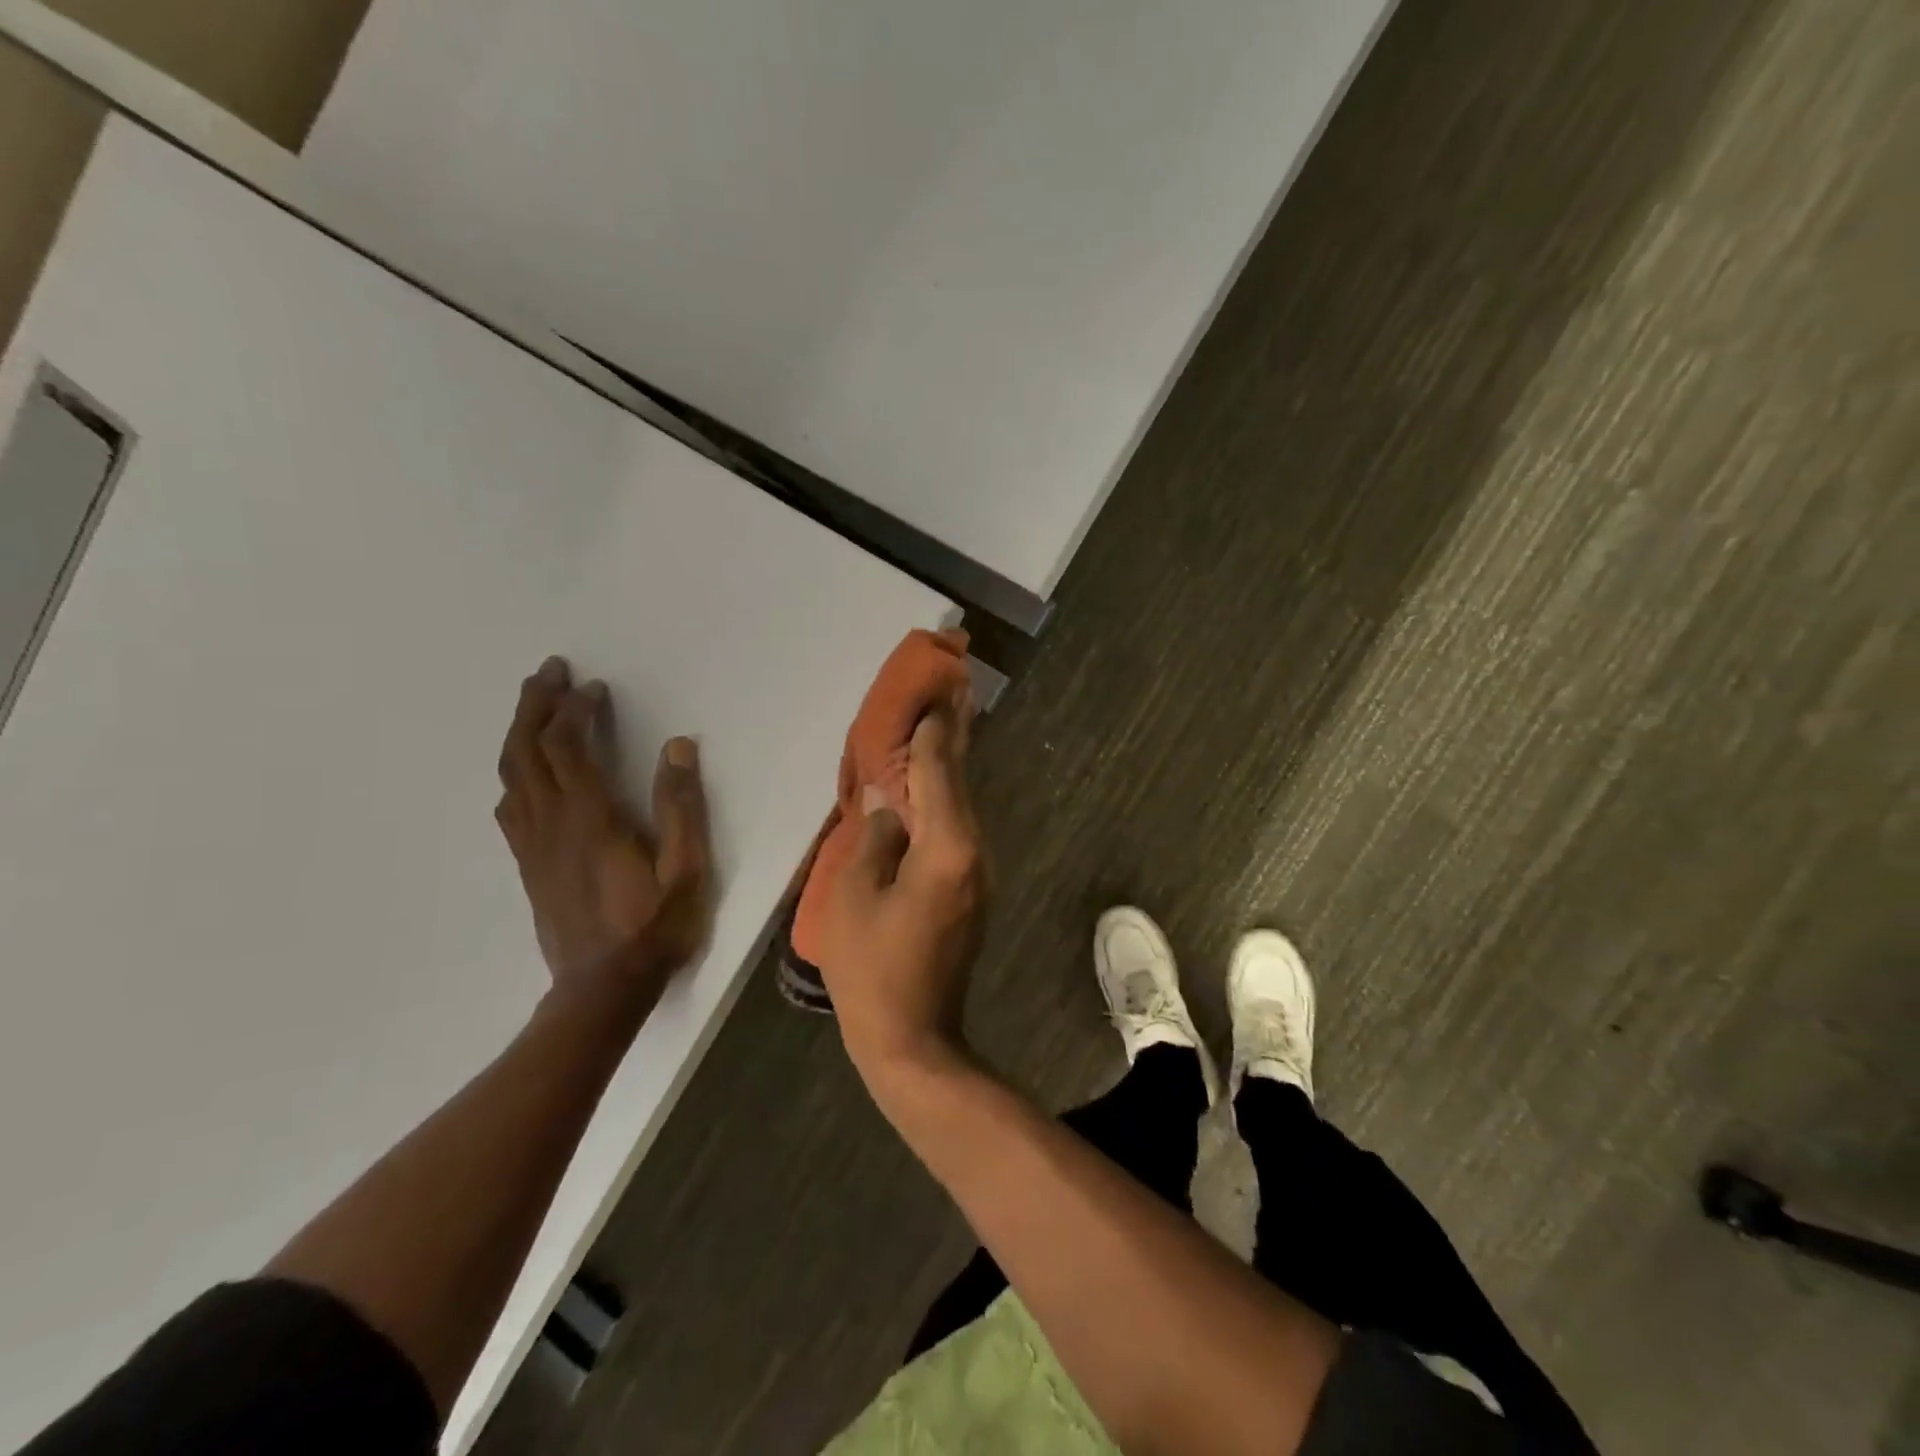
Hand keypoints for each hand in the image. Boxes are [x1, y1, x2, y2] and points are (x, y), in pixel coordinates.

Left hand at [494, 656, 712, 1000]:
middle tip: (549, 671)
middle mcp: (551, 823)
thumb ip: (681, 807)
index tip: (595, 687)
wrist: (602, 989)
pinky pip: (510, 806)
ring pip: (511, 775)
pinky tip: (524, 772)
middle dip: (535, 705)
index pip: (568, 747)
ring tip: (534, 705)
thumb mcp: (686, 869)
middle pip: (526, 751)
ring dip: (519, 732)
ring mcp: (533, 845)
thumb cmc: (653, 927)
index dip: (576, 710)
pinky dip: (514, 773)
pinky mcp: (528, 865)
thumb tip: (678, 746)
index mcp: (590, 818)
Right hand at [814, 707, 987, 1082]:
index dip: (932, 731)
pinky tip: (929, 788)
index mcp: (946, 847)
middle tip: (952, 692)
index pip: (938, 772)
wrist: (912, 1038)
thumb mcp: (854, 896)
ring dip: (948, 768)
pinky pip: (956, 831)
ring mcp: (977, 873)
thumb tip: (886, 800)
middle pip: (959, 782)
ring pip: (961, 807)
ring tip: (939, 728)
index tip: (935, 692)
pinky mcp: (971, 891)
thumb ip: (874, 837)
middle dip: (952, 737)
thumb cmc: (872, 969)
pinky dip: (943, 801)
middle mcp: (973, 852)